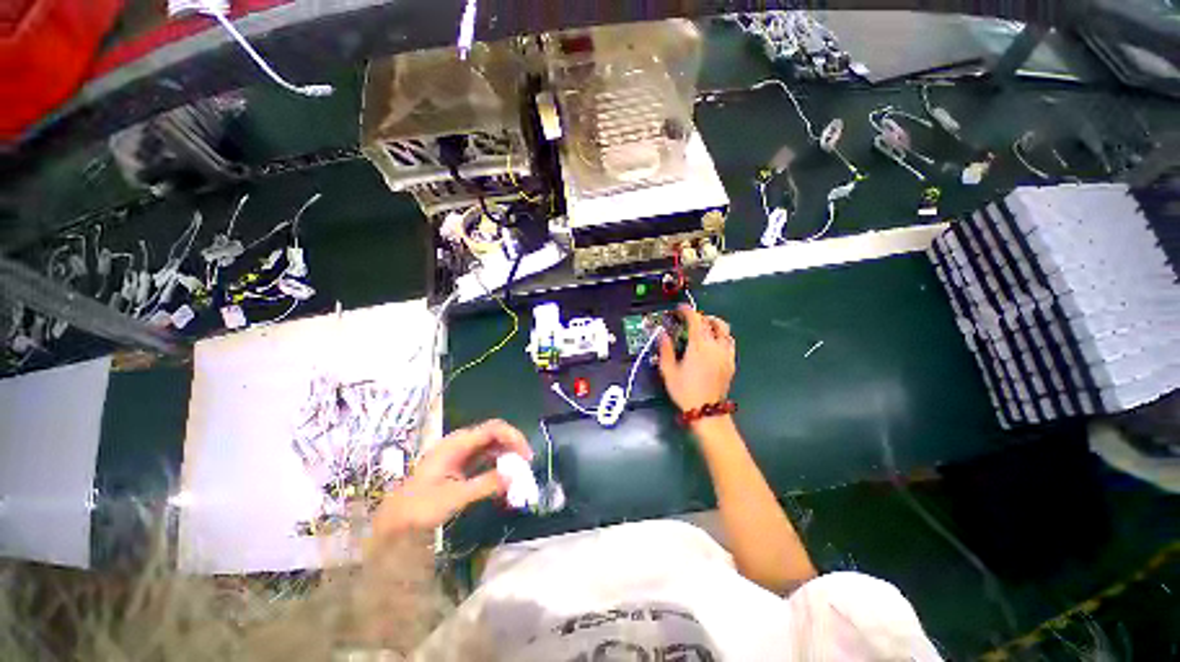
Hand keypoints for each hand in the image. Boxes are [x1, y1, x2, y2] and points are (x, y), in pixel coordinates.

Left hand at [372, 419, 532, 537]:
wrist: (395, 521)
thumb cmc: (420, 507)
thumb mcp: (454, 496)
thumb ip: (485, 484)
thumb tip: (514, 477)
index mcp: (457, 443)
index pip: (493, 429)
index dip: (513, 437)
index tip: (526, 456)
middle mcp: (461, 443)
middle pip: (495, 434)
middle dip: (513, 446)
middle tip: (527, 465)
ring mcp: (461, 454)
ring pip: (492, 446)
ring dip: (507, 456)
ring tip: (519, 473)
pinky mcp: (461, 466)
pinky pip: (486, 459)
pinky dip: (498, 465)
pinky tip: (505, 478)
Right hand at [658, 305, 735, 411]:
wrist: (706, 410)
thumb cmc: (685, 391)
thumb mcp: (668, 371)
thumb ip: (665, 349)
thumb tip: (662, 334)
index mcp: (699, 346)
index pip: (695, 320)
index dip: (687, 311)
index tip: (680, 308)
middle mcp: (715, 346)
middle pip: (712, 322)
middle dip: (700, 316)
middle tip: (689, 319)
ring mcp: (726, 354)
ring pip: (724, 330)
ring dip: (713, 324)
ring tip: (704, 328)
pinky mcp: (731, 362)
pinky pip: (730, 342)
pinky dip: (722, 336)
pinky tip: (714, 342)